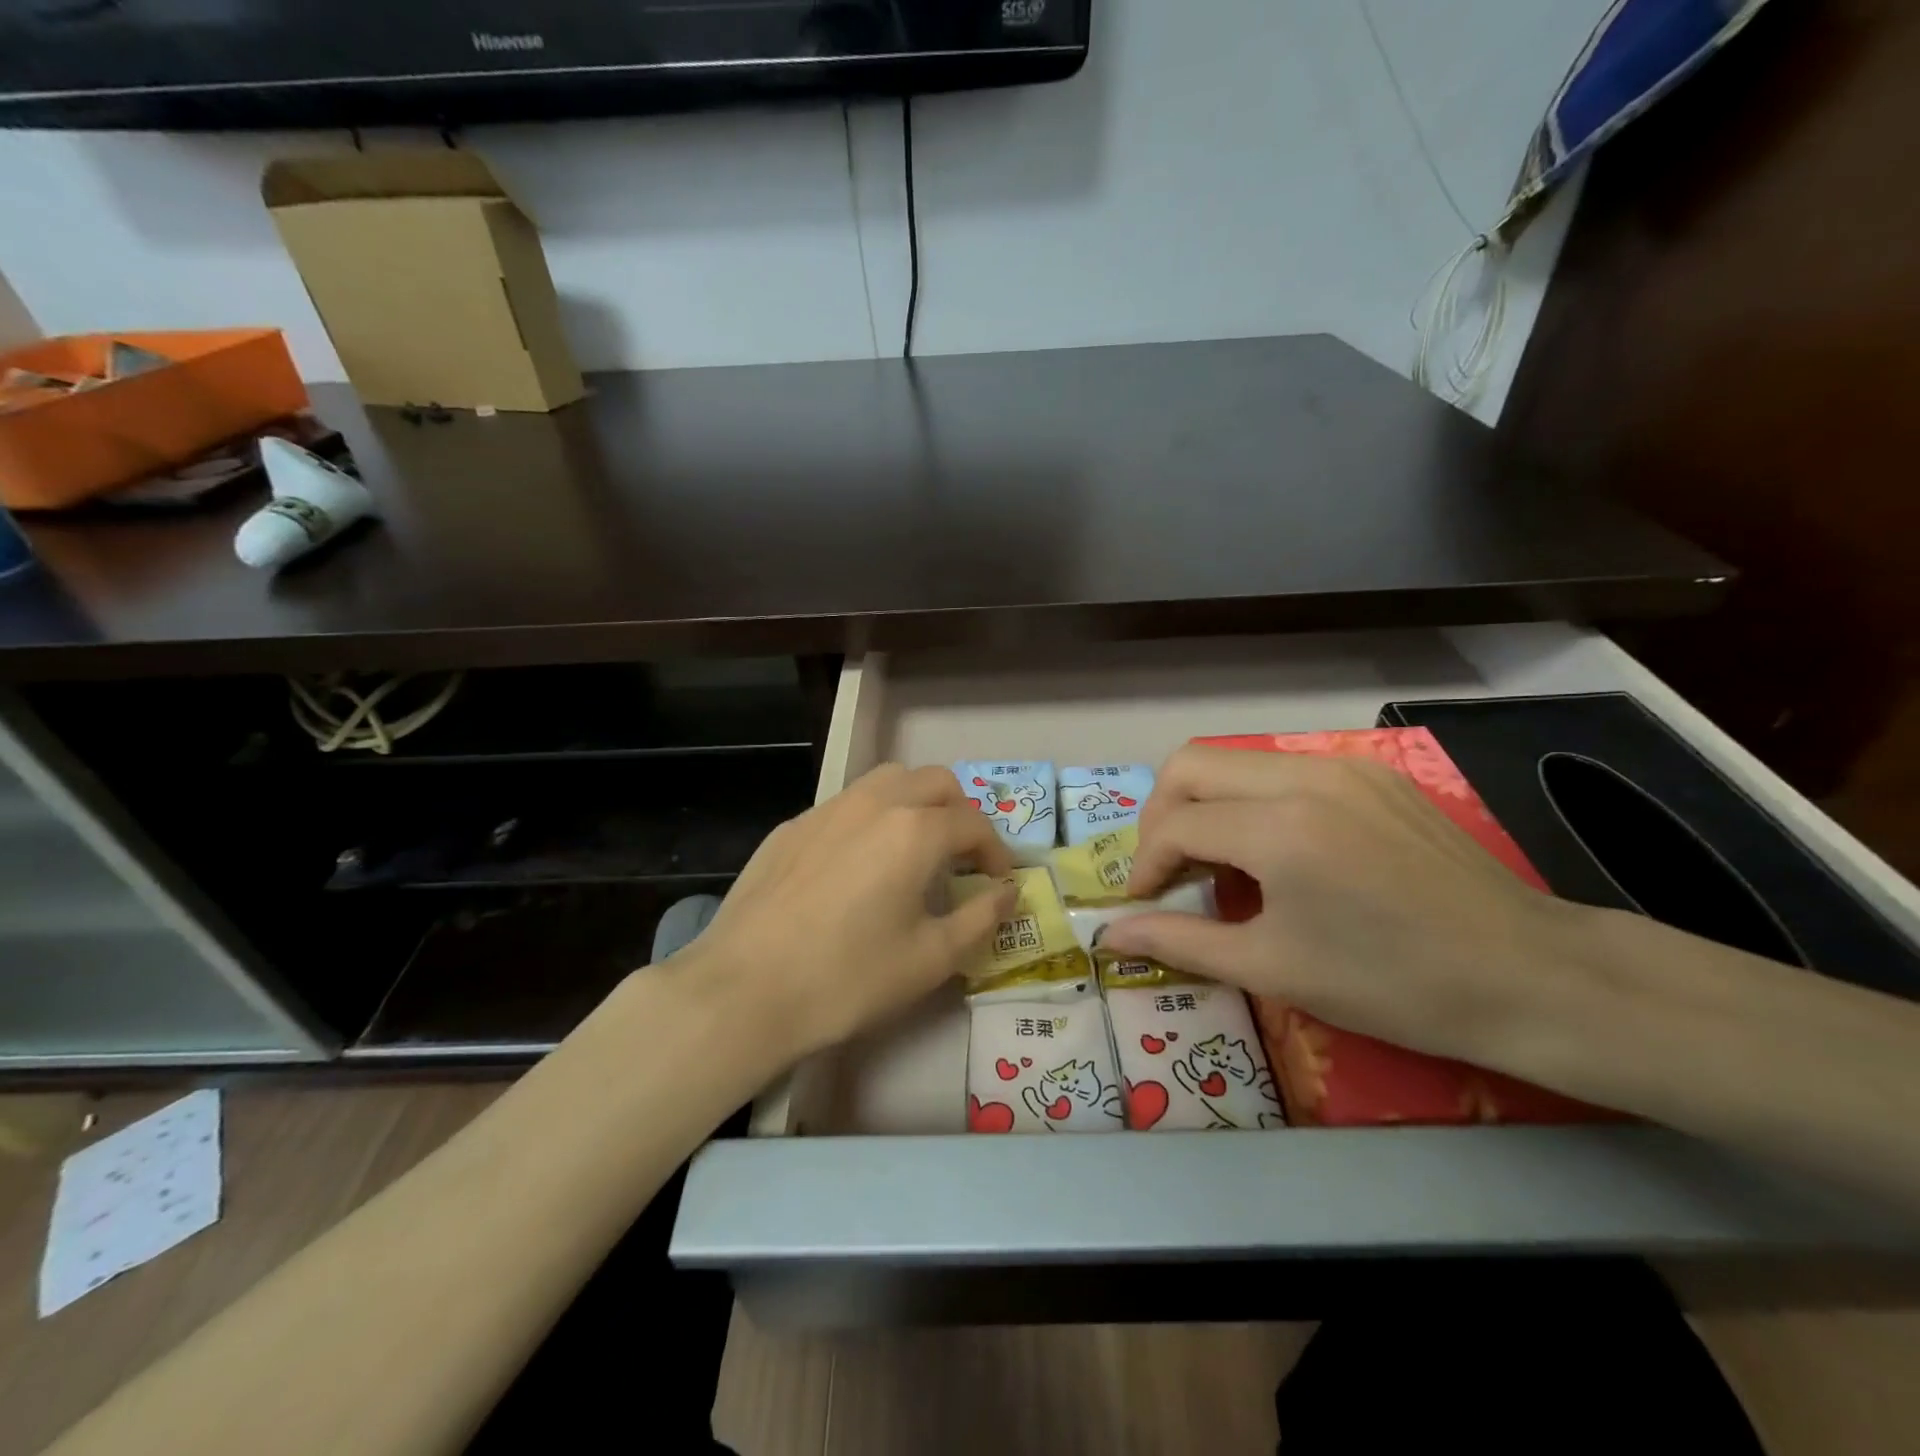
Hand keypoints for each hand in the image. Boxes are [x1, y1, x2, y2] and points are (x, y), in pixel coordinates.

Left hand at [675, 764, 1014, 1061]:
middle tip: (960, 858)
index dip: (996, 852)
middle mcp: (874, 803)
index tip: (997, 883)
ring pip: (887, 781)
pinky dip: (871, 818)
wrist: (744, 990)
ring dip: (915, 803)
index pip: (973, 823)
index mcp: (915, 830)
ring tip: (913, 850)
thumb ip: (981, 919)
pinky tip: (857, 865)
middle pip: (935, 782)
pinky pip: (846, 804)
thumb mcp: (931, 958)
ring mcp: (827, 809)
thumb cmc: (848, 978)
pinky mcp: (792, 826)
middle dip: (960, 813)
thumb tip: (1009, 892)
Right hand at [1100, 744, 1597, 1064]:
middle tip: (1167, 871)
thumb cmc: (1393, 985)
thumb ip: (1179, 943)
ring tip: (1215, 862)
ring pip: (1234, 760)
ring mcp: (1342, 766)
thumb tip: (1107, 936)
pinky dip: (1251, 800)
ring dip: (1204, 803)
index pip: (1175, 824)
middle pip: (1190, 765)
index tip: (1143, 904)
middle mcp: (1303, 776)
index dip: (1144, 864)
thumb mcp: (1274, 968)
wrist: (1530, 976)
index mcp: (1278, 827)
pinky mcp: (1371, 773)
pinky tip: (1273, 849)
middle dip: (1160, 816)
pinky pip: (1281, 768)